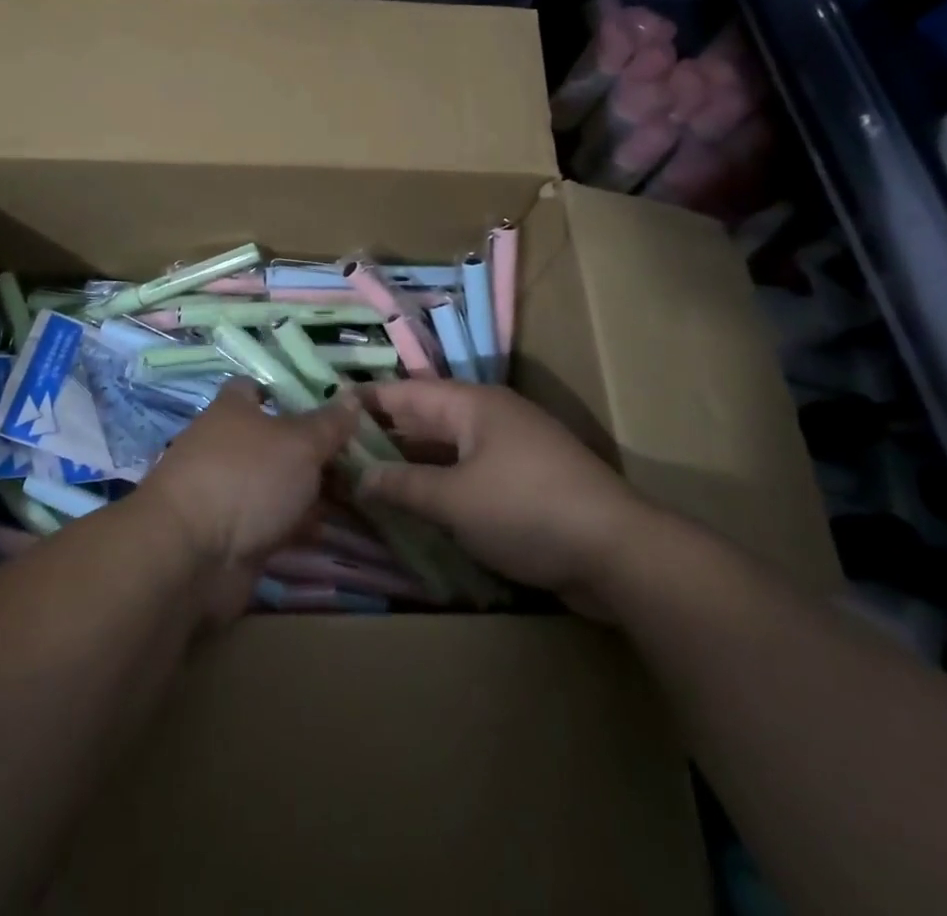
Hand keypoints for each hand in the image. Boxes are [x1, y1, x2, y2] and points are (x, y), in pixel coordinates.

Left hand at [135, 379, 356, 619]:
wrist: (193, 554)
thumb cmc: (246, 477)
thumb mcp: (299, 443)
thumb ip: (328, 423)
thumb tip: (352, 397)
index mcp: (233, 410)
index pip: (257, 388)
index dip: (288, 392)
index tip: (328, 404)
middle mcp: (226, 445)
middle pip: (275, 439)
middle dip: (312, 449)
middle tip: (359, 456)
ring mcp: (228, 491)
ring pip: (277, 483)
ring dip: (309, 491)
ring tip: (358, 494)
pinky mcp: (232, 534)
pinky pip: (273, 522)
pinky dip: (297, 525)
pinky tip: (329, 529)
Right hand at [355, 381, 650, 618]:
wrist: (619, 552)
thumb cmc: (527, 510)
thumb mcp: (455, 499)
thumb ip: (403, 485)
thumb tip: (359, 478)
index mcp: (472, 404)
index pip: (405, 393)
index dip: (366, 402)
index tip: (327, 411)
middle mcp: (489, 417)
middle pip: (425, 419)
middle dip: (383, 436)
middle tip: (336, 453)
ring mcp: (510, 449)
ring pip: (446, 449)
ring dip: (411, 464)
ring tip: (365, 480)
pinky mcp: (525, 482)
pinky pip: (468, 473)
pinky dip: (440, 485)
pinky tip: (416, 506)